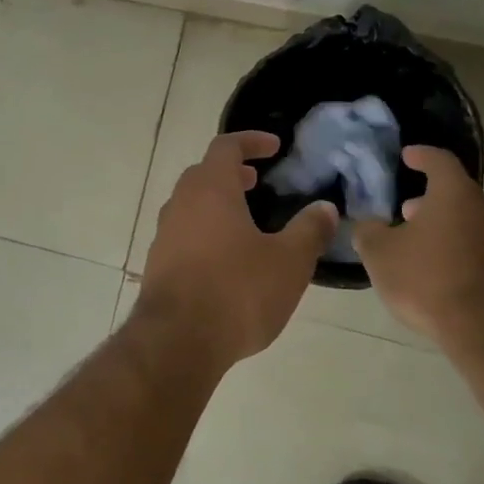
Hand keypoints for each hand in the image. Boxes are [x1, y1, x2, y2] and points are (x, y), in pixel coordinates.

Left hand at [133, 131, 337, 368]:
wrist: (177, 341)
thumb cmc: (237, 291)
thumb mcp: (288, 262)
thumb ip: (309, 230)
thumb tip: (325, 207)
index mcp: (210, 189)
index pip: (226, 147)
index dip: (250, 141)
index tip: (274, 148)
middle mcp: (180, 203)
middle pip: (204, 174)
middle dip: (232, 173)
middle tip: (258, 183)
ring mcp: (164, 234)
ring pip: (191, 204)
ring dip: (217, 203)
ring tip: (246, 221)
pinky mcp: (158, 264)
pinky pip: (184, 233)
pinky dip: (205, 231)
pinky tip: (226, 259)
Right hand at [352, 145, 483, 341]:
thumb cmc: (426, 278)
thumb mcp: (379, 254)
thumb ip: (369, 232)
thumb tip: (369, 225)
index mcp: (456, 195)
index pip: (439, 161)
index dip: (421, 156)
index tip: (408, 156)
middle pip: (457, 195)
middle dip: (430, 202)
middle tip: (406, 213)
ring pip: (470, 224)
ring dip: (446, 229)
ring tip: (420, 248)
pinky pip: (480, 253)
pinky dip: (460, 254)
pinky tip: (440, 275)